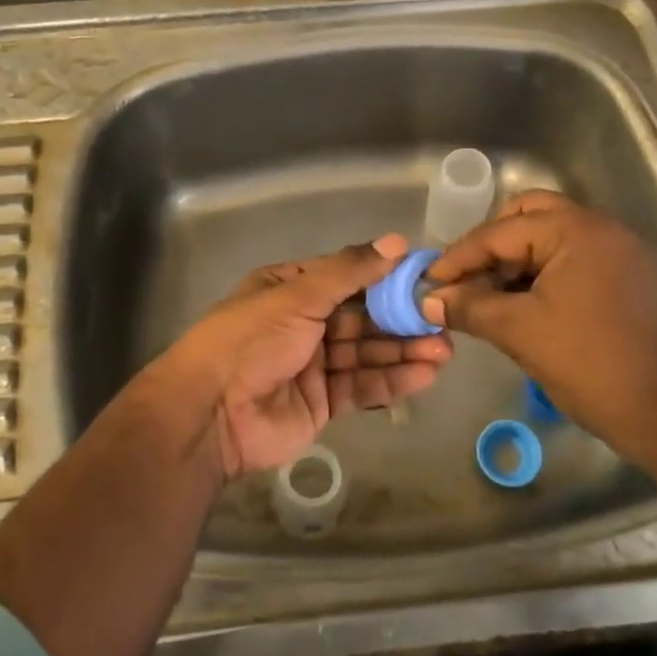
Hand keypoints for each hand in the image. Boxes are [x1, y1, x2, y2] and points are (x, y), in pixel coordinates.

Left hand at [164, 234, 452, 477]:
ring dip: (403, 351)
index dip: (385, 276)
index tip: (425, 277)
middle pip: (361, 317)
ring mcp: (313, 364)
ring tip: (444, 349)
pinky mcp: (322, 402)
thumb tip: (397, 242)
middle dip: (400, 319)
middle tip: (443, 320)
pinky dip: (392, 380)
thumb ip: (349, 271)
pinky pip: (361, 387)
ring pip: (366, 353)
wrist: (211, 413)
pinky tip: (425, 375)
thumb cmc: (251, 340)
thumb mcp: (297, 296)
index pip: (346, 277)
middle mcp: (303, 323)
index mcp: (290, 289)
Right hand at [422, 191, 656, 454]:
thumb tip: (429, 300)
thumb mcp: (519, 332)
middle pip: (528, 217)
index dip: (459, 257)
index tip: (429, 282)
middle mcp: (601, 229)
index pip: (500, 231)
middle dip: (490, 246)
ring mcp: (618, 253)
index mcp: (576, 230)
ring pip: (550, 240)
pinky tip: (519, 306)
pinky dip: (540, 275)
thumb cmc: (591, 364)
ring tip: (485, 298)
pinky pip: (571, 261)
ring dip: (514, 262)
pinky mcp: (626, 279)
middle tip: (464, 279)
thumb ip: (470, 307)